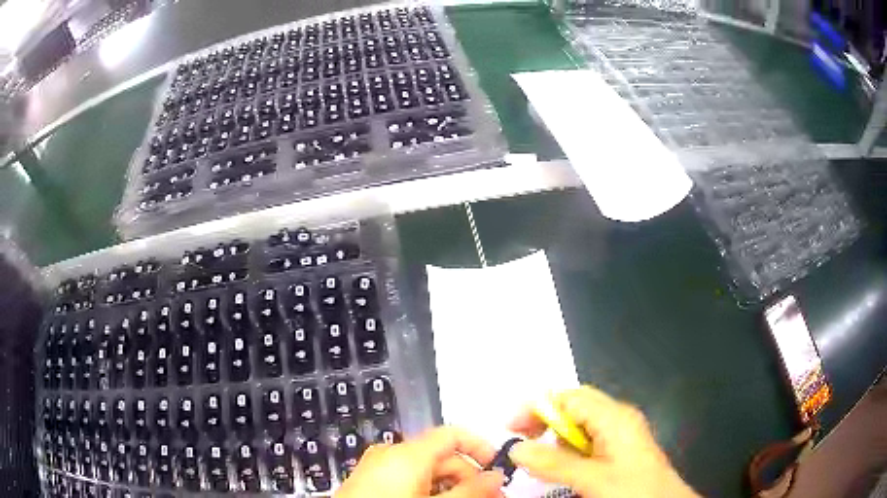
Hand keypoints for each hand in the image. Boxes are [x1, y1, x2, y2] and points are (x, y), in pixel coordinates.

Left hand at [335, 426, 505, 497]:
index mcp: (407, 453)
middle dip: (469, 476)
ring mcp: (376, 467)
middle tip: (489, 497)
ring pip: (426, 470)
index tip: (498, 467)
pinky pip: (407, 479)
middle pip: (441, 455)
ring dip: (450, 486)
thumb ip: (470, 490)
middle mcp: (390, 453)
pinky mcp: (369, 481)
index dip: (480, 447)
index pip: (453, 434)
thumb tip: (496, 477)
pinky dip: (427, 489)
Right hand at [508, 386, 700, 497]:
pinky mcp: (619, 450)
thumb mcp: (593, 478)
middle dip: (545, 420)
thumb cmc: (634, 490)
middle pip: (574, 406)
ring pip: (579, 425)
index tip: (511, 427)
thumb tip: (516, 449)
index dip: (538, 407)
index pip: (569, 397)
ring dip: (556, 437)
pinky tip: (565, 467)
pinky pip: (587, 441)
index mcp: (614, 417)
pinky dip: (569, 450)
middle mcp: (617, 418)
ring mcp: (620, 434)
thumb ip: (555, 463)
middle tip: (522, 441)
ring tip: (543, 460)